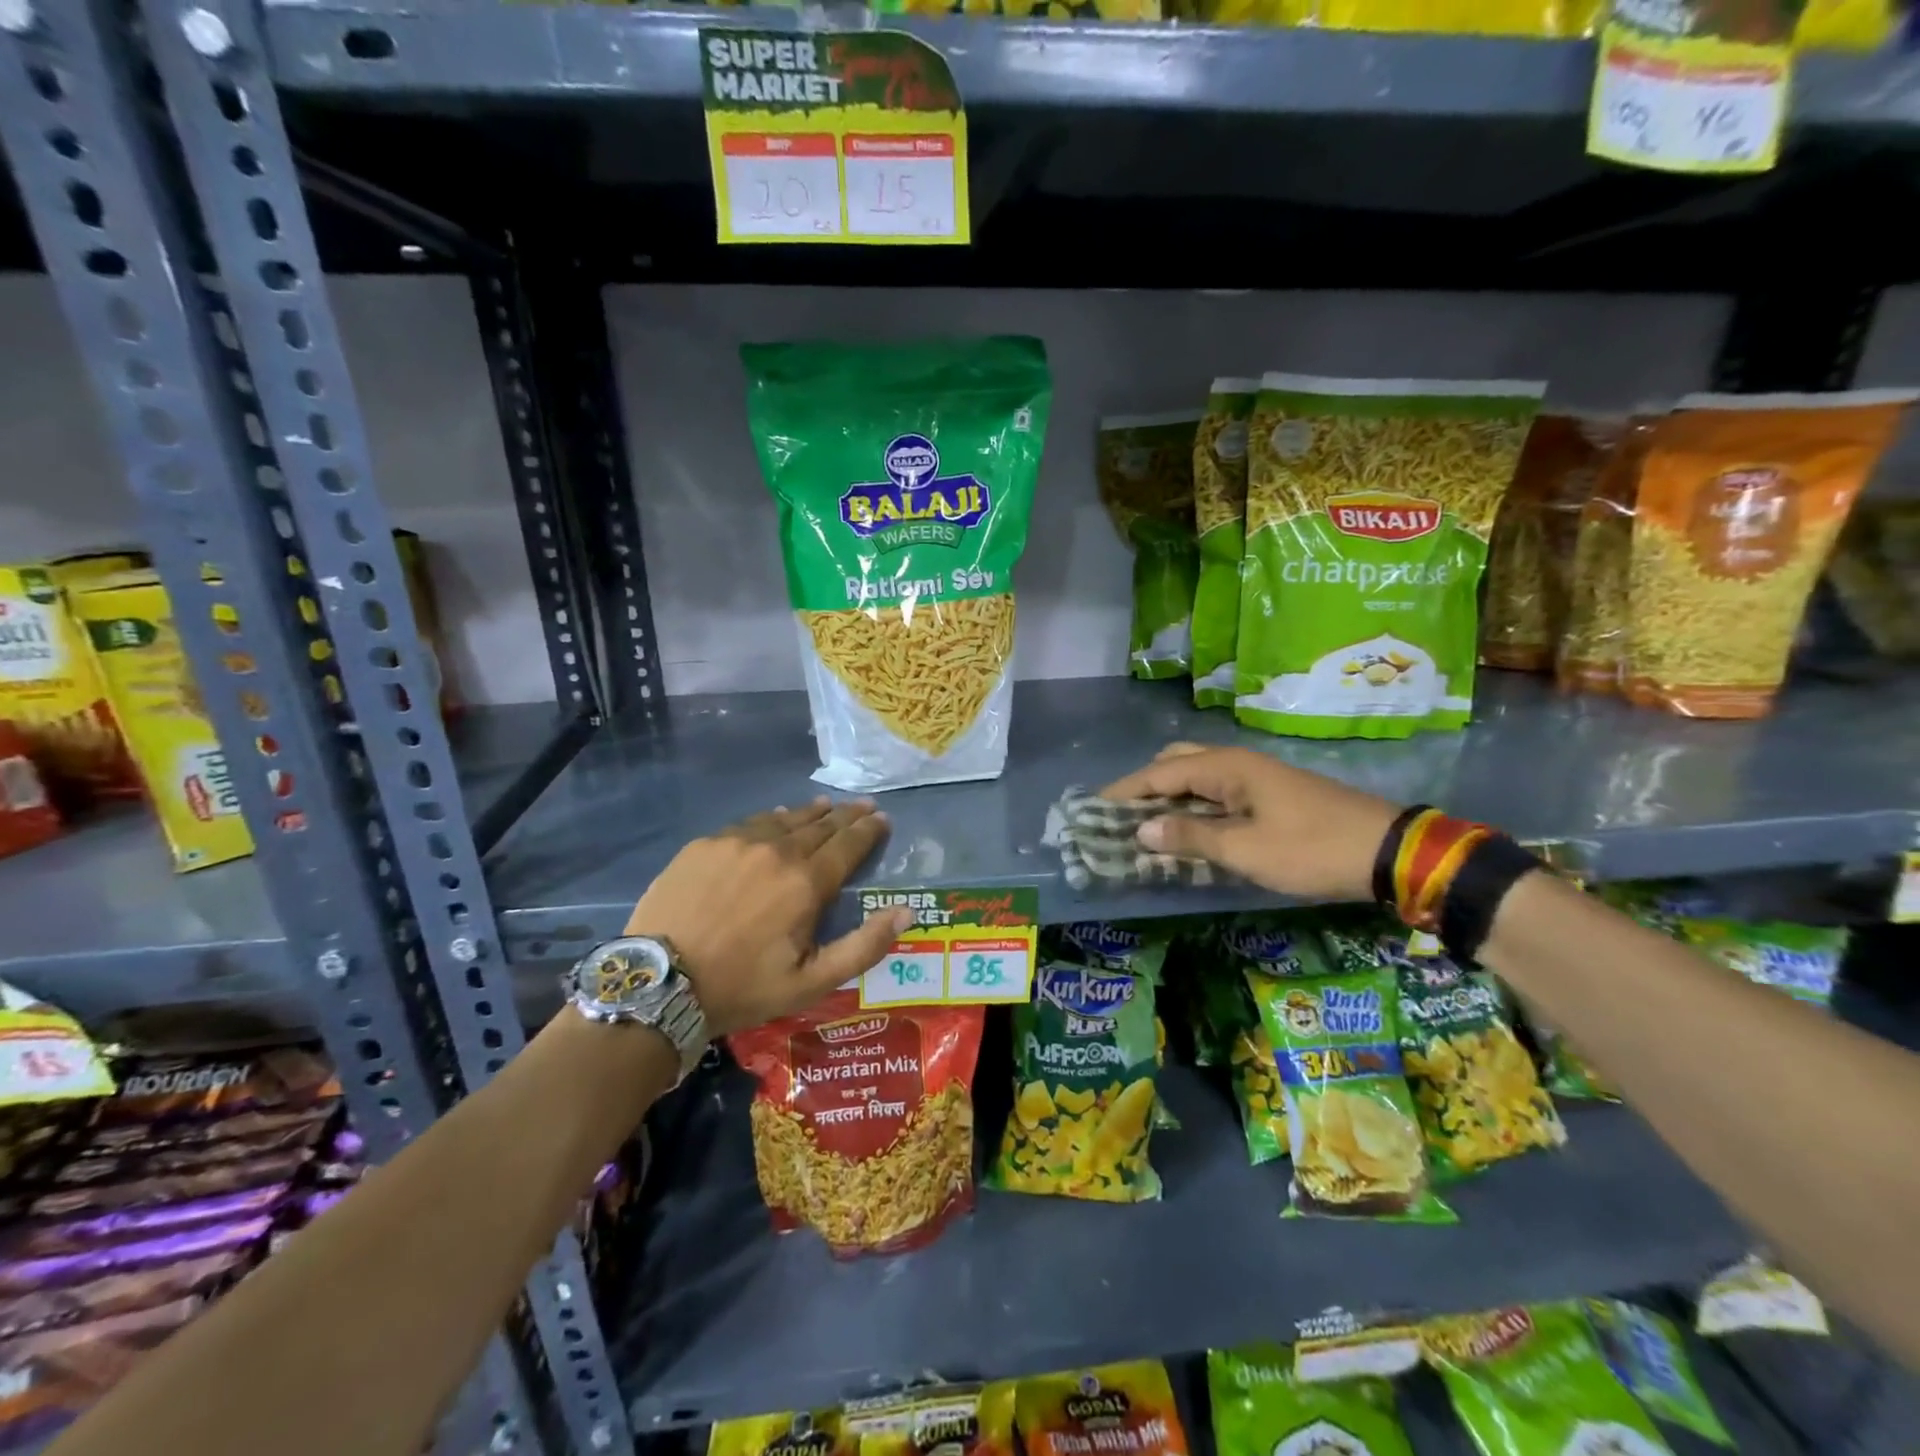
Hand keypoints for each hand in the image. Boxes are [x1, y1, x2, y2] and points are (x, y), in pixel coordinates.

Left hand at [624, 798, 912, 1037]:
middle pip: (821, 825)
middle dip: (846, 815)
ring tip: (826, 806)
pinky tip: (776, 818)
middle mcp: (778, 851)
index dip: (869, 830)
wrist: (659, 983)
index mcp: (807, 883)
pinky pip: (750, 823)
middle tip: (863, 806)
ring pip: (785, 819)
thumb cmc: (742, 987)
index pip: (849, 844)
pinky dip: (772, 819)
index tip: (882, 818)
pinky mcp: (705, 844)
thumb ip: (864, 946)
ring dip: (811, 812)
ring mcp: (738, 842)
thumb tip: (906, 912)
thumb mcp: (812, 982)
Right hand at [1101, 743, 1400, 901]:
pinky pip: (1215, 791)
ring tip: (1147, 825)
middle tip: (1122, 817)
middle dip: (1145, 786)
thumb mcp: (1245, 849)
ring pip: (1196, 776)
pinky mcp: (1268, 794)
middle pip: (1175, 763)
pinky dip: (1192, 805)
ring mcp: (1255, 776)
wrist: (1386, 851)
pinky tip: (1187, 828)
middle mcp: (1236, 762)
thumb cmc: (1310, 849)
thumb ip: (1190, 836)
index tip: (1093, 808)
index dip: (1124, 791)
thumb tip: (1140, 830)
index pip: (1159, 772)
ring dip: (1169, 796)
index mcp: (1226, 767)